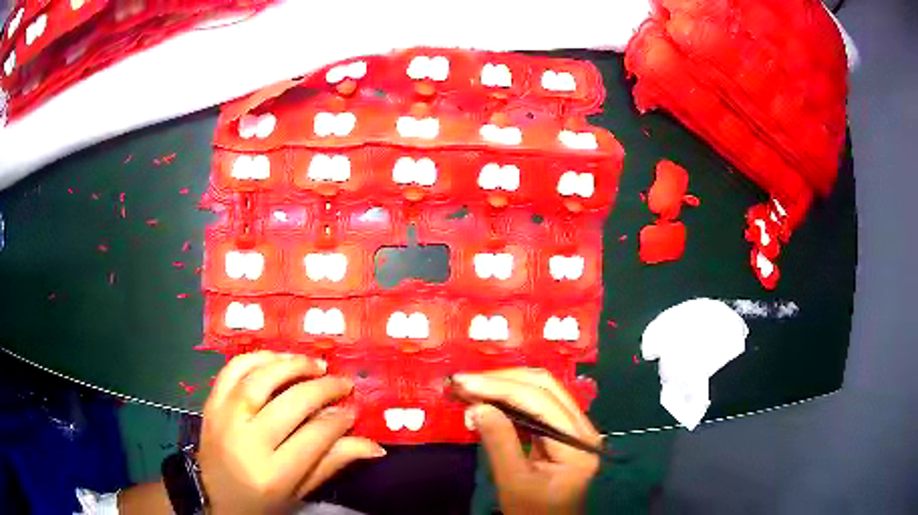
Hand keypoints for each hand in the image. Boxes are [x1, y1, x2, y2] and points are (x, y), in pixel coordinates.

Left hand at [198, 351, 385, 513]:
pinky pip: (231, 370)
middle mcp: (246, 442)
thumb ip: (333, 463)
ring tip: (315, 364)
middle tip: (343, 383)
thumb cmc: (263, 502)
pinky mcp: (210, 405)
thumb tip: (374, 445)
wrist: (217, 499)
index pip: (314, 436)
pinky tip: (277, 358)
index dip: (339, 419)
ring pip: (259, 379)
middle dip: (323, 388)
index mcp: (272, 473)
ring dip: (291, 365)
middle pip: (290, 403)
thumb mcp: (301, 492)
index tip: (353, 410)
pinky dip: (256, 358)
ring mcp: (223, 419)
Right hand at [453, 369, 600, 514]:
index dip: (500, 387)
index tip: (464, 383)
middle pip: (545, 386)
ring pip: (542, 389)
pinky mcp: (563, 429)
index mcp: (577, 443)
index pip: (540, 401)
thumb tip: (476, 406)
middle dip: (502, 379)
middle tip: (464, 381)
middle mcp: (583, 427)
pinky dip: (510, 396)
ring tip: (471, 385)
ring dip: (505, 383)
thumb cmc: (532, 510)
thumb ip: (499, 442)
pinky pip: (538, 402)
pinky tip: (488, 396)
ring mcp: (576, 426)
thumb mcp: (513, 482)